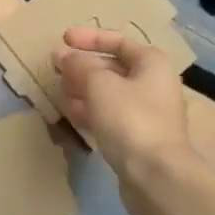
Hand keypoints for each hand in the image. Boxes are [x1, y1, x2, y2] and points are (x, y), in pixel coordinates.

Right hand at [53, 28, 197, 214]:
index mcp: (152, 64)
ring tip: (59, 90)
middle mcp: (154, 85)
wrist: (157, 177)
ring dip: (84, 90)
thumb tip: (62, 55)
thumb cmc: (130, 118)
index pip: (119, 41)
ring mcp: (147, 115)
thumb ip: (78, 65)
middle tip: (57, 67)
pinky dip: (91, 111)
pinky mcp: (138, 140)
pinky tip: (70, 113)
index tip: (64, 39)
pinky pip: (110, 117)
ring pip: (110, 94)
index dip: (90, 38)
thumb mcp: (99, 84)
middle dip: (84, 66)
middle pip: (114, 68)